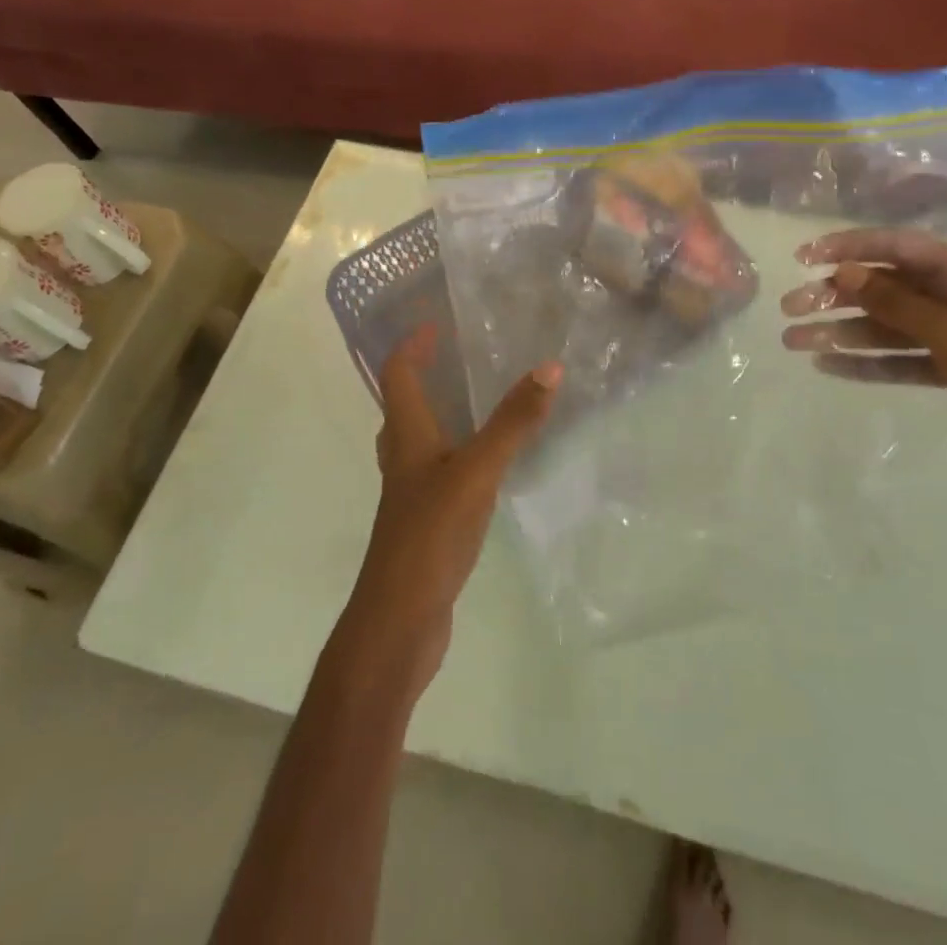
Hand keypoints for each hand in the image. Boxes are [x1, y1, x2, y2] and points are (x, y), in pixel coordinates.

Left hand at [340, 327, 560, 694]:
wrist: (398, 622)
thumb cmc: (429, 536)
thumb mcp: (477, 472)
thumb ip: (513, 422)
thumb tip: (549, 367)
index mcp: (406, 439)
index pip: (397, 376)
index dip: (411, 346)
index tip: (435, 324)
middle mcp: (403, 461)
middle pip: (402, 407)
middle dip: (423, 377)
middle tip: (457, 358)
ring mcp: (411, 497)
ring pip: (419, 443)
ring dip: (439, 416)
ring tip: (476, 403)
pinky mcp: (426, 525)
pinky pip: (439, 474)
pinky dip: (457, 456)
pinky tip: (487, 467)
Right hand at [781, 230, 946, 551]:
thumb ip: (898, 303)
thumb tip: (843, 272)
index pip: (900, 249)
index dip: (851, 248)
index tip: (805, 258)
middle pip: (888, 289)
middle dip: (837, 297)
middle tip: (790, 309)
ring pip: (888, 327)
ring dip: (843, 333)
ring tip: (795, 342)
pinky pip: (901, 360)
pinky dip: (868, 363)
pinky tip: (830, 366)